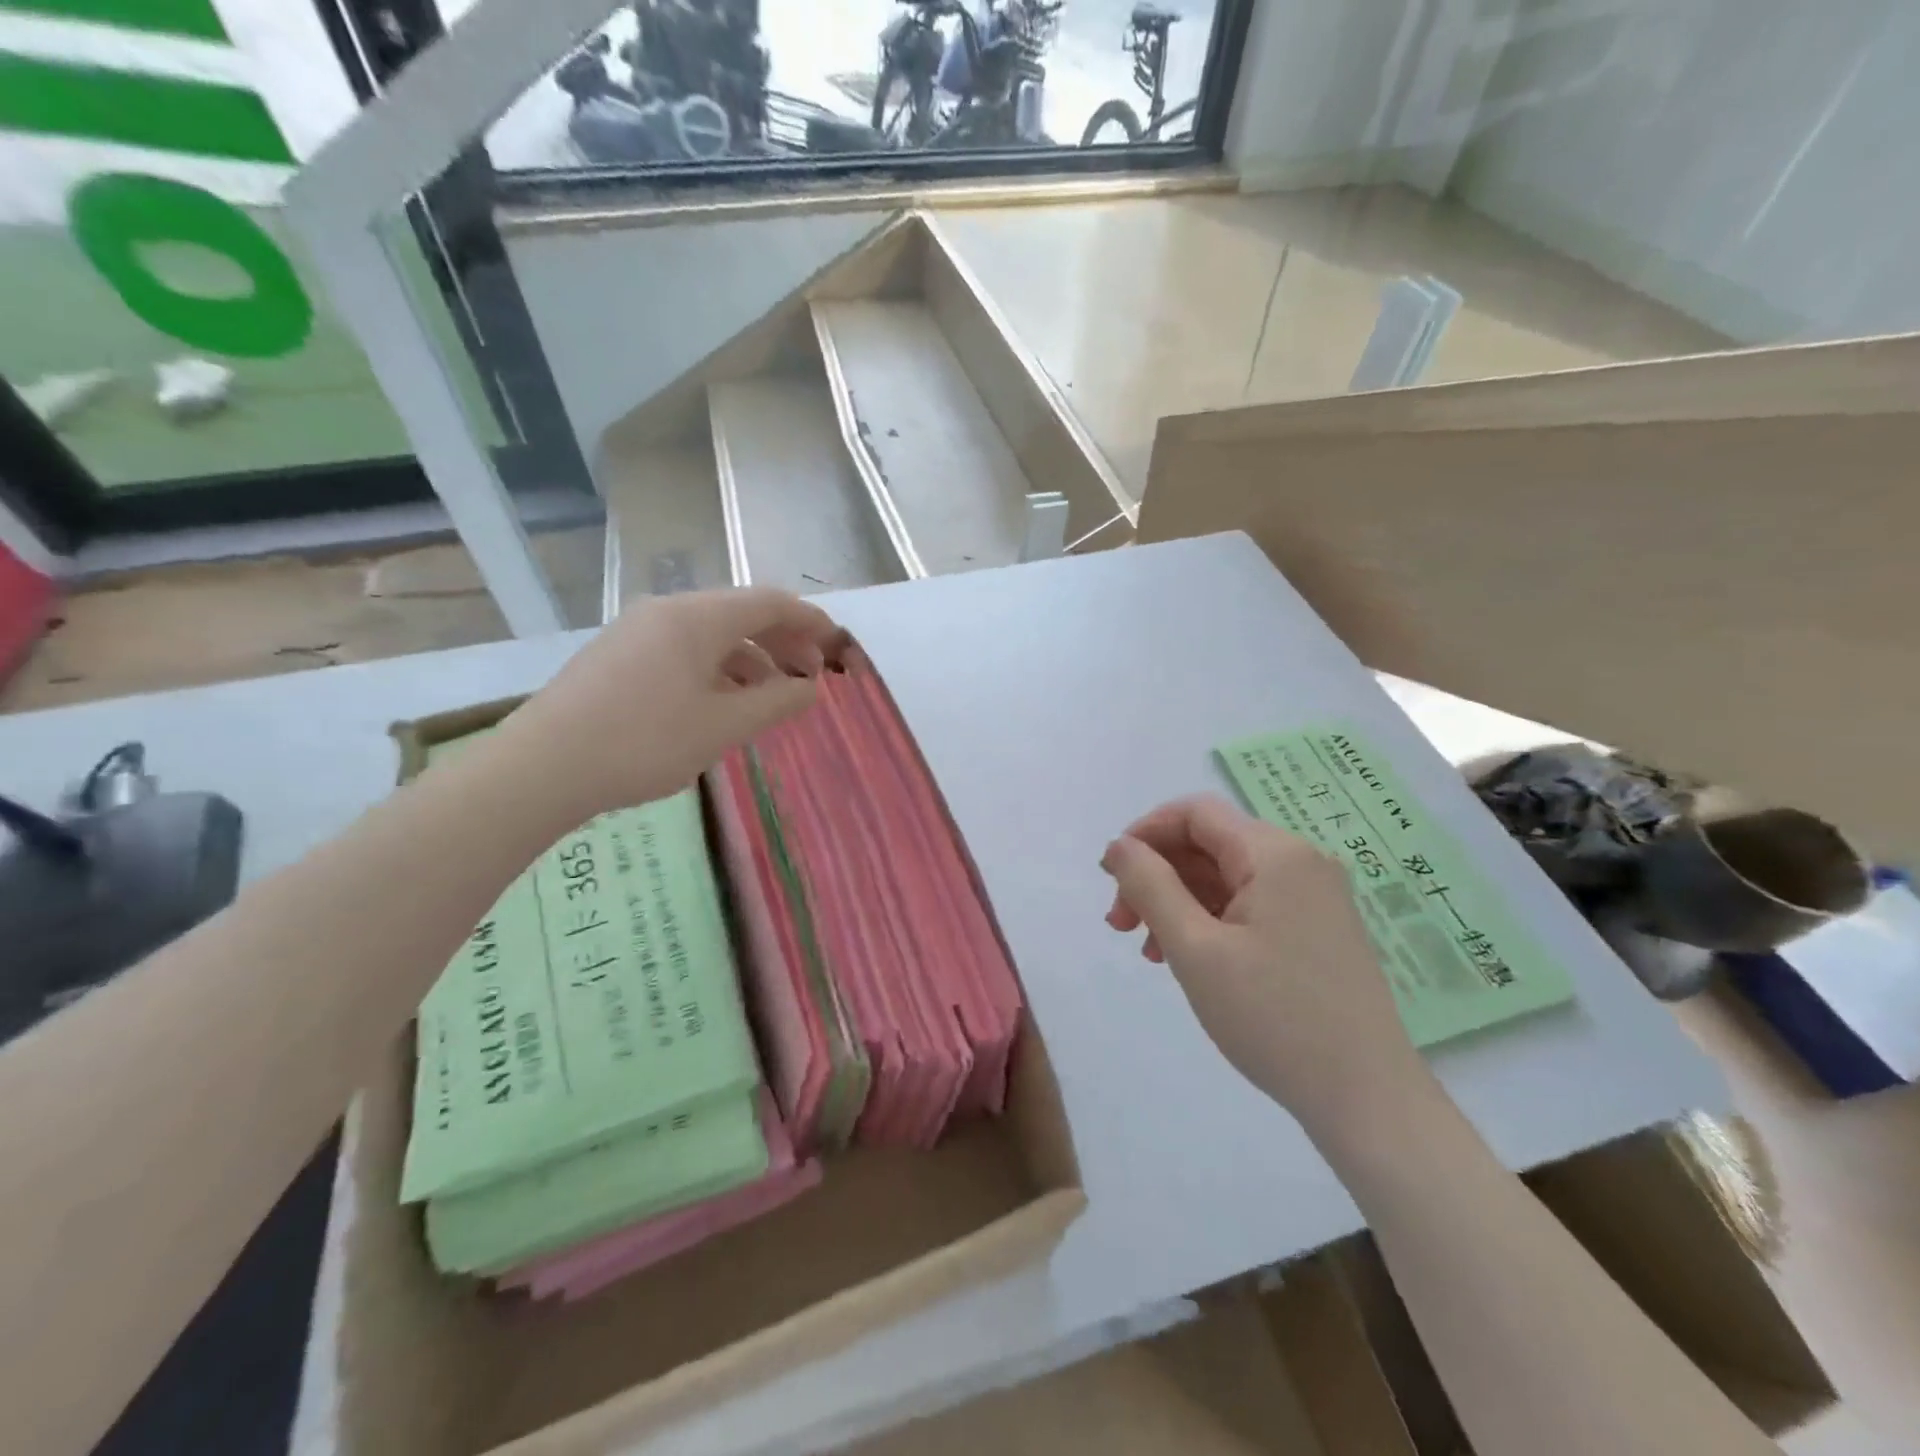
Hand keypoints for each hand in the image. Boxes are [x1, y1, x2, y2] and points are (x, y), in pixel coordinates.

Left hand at [503, 587, 843, 817]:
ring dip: (751, 659)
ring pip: (711, 634)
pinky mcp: (618, 655)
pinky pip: (683, 649)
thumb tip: (811, 687)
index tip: (837, 647)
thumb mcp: (724, 726)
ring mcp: (638, 631)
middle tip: (809, 678)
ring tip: (770, 697)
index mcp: (697, 617)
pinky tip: (722, 703)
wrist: (543, 768)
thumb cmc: (644, 742)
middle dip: (783, 642)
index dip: (811, 622)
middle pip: (741, 614)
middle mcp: (668, 611)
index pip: (770, 602)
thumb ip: (777, 702)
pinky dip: (717, 668)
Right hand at [1101, 795, 1425, 1134]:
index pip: (1195, 813)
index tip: (1111, 878)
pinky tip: (1189, 958)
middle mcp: (1300, 861)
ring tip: (1149, 950)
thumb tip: (1118, 846)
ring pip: (1227, 876)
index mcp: (1275, 854)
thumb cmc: (1274, 1018)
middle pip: (1209, 843)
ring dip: (1179, 900)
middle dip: (1157, 874)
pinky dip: (1210, 919)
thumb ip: (1150, 886)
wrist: (1368, 1100)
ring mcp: (1315, 896)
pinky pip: (1251, 903)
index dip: (1144, 833)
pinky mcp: (1318, 928)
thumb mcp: (1195, 949)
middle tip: (1121, 924)